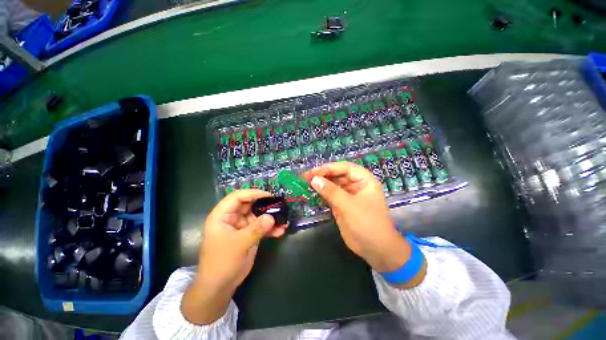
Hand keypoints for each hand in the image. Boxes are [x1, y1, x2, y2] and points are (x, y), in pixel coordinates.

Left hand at [181, 190, 287, 324]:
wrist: (219, 286)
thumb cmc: (222, 263)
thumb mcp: (239, 244)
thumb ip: (256, 229)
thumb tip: (272, 217)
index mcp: (222, 215)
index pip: (237, 197)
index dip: (253, 193)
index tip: (269, 196)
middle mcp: (232, 217)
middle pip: (250, 204)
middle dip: (265, 205)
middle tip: (280, 206)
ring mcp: (242, 226)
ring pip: (258, 215)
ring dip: (270, 217)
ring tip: (284, 219)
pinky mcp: (249, 234)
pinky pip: (261, 226)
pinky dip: (270, 228)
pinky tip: (280, 231)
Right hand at [303, 162, 424, 286]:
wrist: (374, 248)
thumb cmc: (366, 223)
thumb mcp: (348, 205)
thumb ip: (331, 191)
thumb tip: (314, 179)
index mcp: (364, 180)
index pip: (346, 168)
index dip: (330, 167)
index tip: (314, 171)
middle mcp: (356, 185)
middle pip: (338, 175)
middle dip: (323, 175)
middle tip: (306, 176)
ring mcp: (348, 195)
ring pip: (333, 185)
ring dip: (321, 183)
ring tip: (306, 182)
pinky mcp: (342, 204)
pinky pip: (330, 195)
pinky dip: (322, 193)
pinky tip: (312, 191)